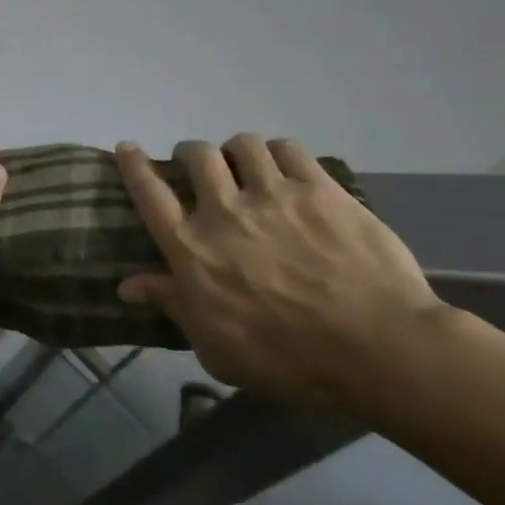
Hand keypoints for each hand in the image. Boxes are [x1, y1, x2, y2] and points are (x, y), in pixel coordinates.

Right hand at [115, 134, 444, 410]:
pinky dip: (278, 153)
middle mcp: (224, 210)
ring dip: (236, 152)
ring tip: (246, 166)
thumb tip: (126, 284)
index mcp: (192, 249)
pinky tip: (284, 168)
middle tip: (199, 168)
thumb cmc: (288, 360)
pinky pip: (288, 149)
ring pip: (242, 144)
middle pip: (196, 156)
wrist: (378, 350)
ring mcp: (274, 194)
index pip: (149, 193)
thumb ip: (172, 305)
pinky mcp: (320, 189)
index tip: (128, 148)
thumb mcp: (216, 347)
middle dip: (191, 154)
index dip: (134, 165)